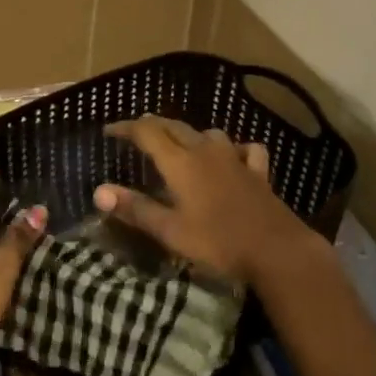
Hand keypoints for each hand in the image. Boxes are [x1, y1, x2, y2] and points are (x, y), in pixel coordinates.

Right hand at [95, 117, 319, 282]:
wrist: (276, 249)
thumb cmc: (217, 242)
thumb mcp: (170, 231)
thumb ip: (135, 208)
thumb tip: (99, 191)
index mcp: (180, 162)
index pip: (147, 132)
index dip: (126, 128)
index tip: (109, 131)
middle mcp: (205, 150)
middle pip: (174, 126)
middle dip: (153, 126)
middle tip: (136, 134)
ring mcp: (234, 158)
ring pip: (207, 133)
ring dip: (189, 134)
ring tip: (180, 145)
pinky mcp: (257, 171)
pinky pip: (244, 149)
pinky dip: (234, 149)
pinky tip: (234, 157)